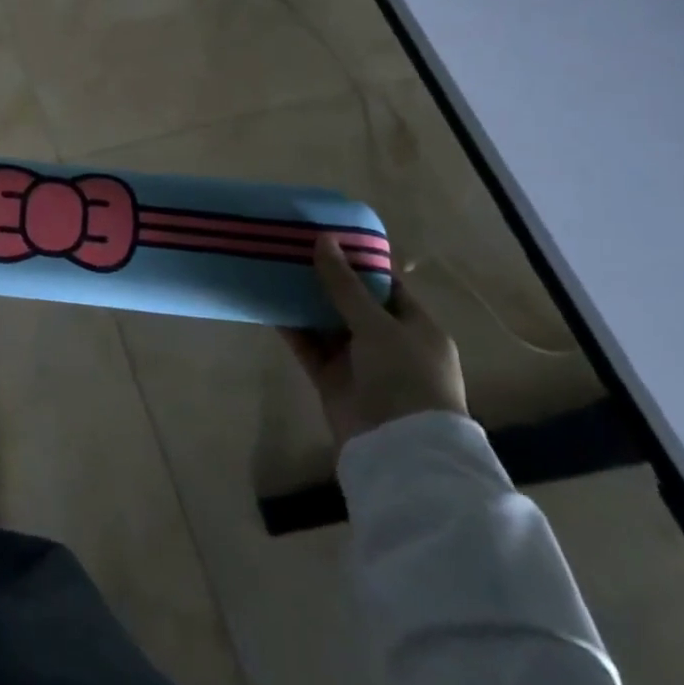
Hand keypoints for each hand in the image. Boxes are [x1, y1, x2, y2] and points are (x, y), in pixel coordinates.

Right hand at [281, 235, 466, 450]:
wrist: (400, 448)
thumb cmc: (405, 376)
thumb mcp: (378, 324)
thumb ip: (345, 284)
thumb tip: (323, 239)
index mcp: (415, 326)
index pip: (386, 284)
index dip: (358, 261)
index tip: (326, 236)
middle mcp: (388, 341)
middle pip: (352, 302)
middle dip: (324, 278)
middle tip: (292, 248)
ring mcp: (358, 362)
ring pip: (326, 322)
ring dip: (304, 300)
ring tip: (274, 268)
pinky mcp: (332, 379)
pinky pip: (308, 345)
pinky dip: (291, 327)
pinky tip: (268, 303)